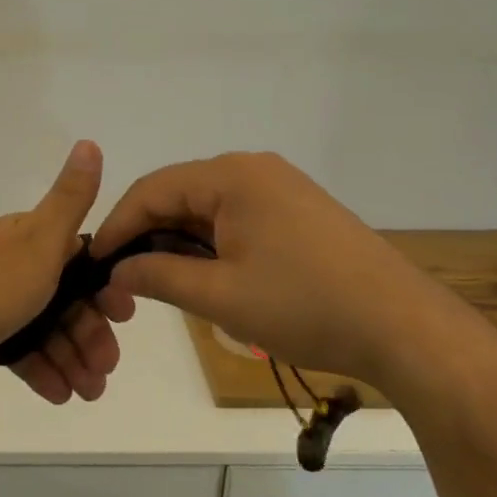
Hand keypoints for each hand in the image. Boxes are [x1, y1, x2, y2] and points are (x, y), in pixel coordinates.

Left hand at [0, 141, 123, 402]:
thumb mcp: (39, 242)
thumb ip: (70, 199)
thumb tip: (89, 141)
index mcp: (26, 237)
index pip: (79, 258)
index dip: (104, 286)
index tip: (123, 317)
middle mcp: (9, 262)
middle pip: (63, 296)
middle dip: (90, 331)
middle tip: (106, 370)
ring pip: (42, 325)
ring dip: (71, 356)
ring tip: (89, 393)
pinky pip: (17, 347)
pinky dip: (40, 368)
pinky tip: (59, 395)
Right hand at [89, 151, 457, 389]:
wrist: (404, 328)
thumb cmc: (305, 306)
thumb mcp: (220, 297)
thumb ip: (158, 277)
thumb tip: (115, 271)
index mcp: (231, 176)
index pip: (152, 190)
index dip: (117, 226)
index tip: (92, 263)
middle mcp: (252, 168)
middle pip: (178, 194)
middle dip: (145, 235)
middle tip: (121, 278)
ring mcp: (279, 186)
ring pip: (206, 207)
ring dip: (177, 240)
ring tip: (156, 280)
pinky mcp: (297, 209)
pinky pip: (235, 216)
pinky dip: (209, 242)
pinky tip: (202, 273)